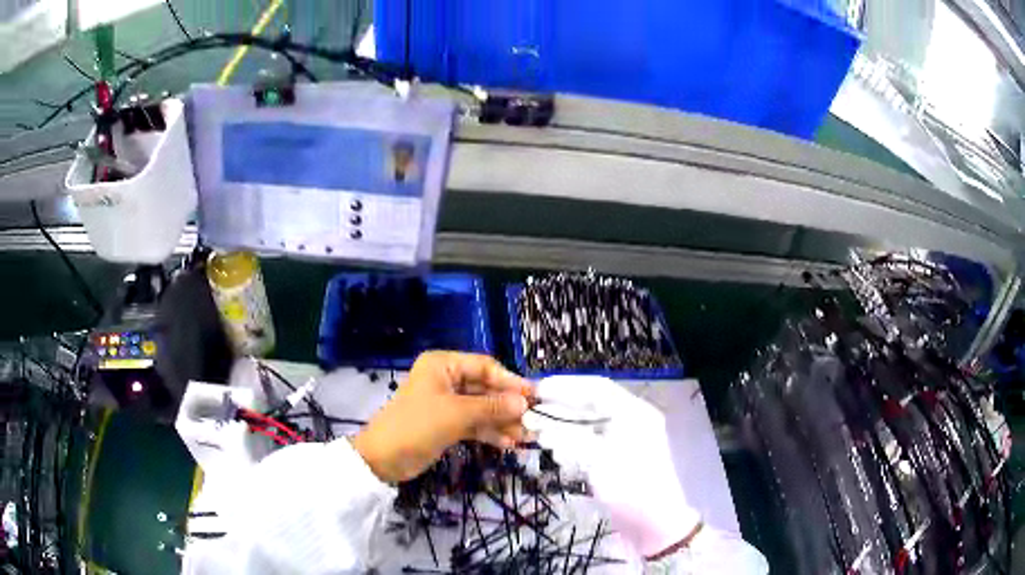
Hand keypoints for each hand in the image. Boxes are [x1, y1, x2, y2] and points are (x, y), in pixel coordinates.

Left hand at [352, 351, 531, 482]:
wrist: (383, 459)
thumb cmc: (417, 426)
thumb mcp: (457, 414)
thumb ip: (492, 407)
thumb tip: (524, 402)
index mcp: (443, 365)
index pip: (485, 367)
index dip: (510, 381)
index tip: (533, 397)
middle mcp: (446, 379)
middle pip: (485, 388)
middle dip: (508, 406)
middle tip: (533, 421)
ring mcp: (446, 403)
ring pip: (482, 408)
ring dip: (502, 422)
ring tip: (525, 437)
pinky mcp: (446, 424)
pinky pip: (474, 423)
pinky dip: (489, 432)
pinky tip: (508, 444)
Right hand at [523, 376, 699, 557]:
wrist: (653, 524)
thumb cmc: (630, 486)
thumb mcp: (599, 459)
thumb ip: (569, 439)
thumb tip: (541, 426)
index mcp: (634, 412)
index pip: (596, 388)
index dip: (565, 386)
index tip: (537, 390)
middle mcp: (630, 421)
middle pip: (591, 407)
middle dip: (560, 410)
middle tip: (531, 415)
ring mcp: (624, 441)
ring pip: (588, 426)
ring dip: (563, 429)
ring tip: (539, 435)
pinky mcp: (617, 459)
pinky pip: (591, 444)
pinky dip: (573, 445)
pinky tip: (557, 452)